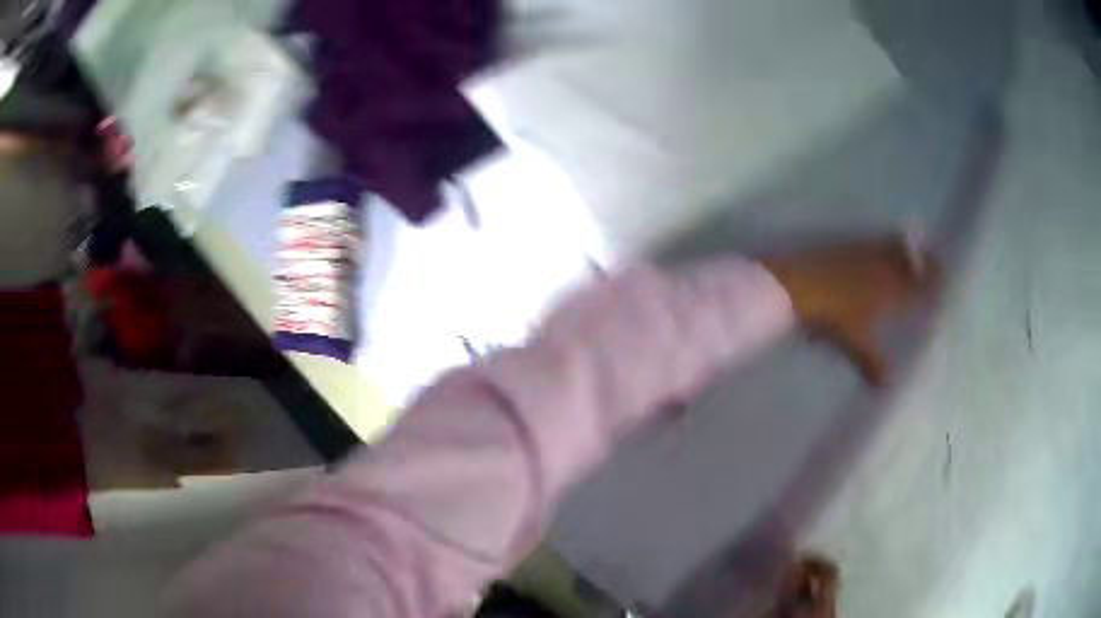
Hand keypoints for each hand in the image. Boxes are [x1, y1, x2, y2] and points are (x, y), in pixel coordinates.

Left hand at [762, 236, 937, 385]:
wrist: (800, 284)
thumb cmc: (834, 315)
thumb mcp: (854, 340)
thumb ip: (871, 362)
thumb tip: (886, 385)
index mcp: (891, 289)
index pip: (919, 285)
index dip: (933, 282)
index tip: (946, 279)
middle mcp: (883, 267)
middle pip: (910, 261)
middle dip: (926, 262)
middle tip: (937, 261)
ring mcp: (865, 253)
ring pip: (894, 248)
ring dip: (907, 249)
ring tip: (917, 249)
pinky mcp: (848, 245)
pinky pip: (874, 242)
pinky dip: (885, 243)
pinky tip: (884, 242)